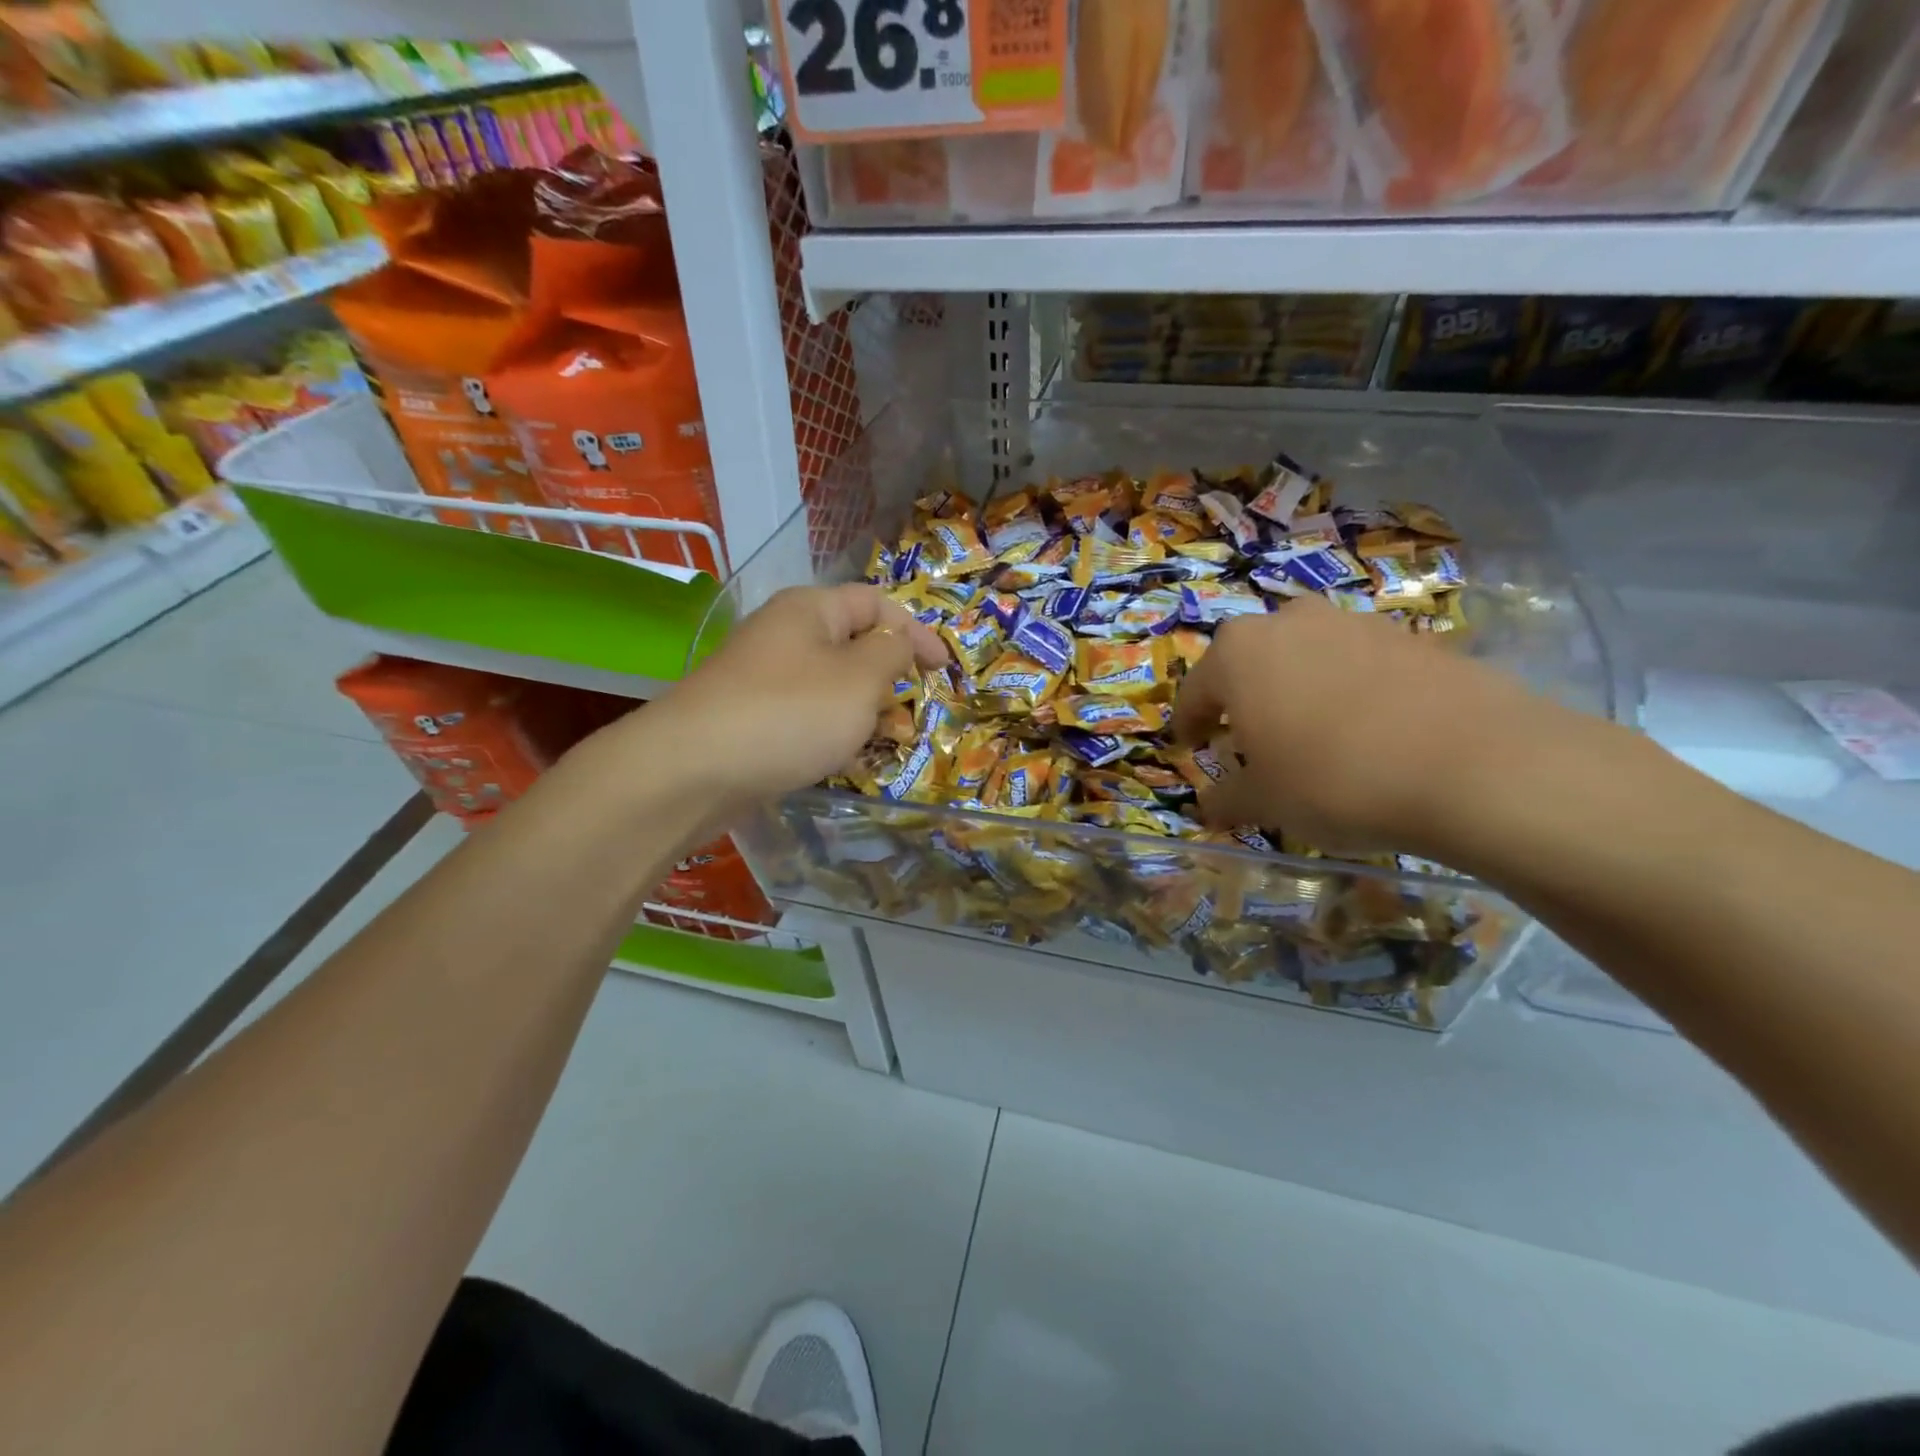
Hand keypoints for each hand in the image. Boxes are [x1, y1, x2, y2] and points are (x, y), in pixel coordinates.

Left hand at [634, 584, 947, 816]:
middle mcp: (784, 635)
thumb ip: (891, 653)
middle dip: (889, 675)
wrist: (692, 770)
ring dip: (864, 709)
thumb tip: (897, 641)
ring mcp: (763, 678)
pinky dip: (832, 731)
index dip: (915, 630)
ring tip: (885, 741)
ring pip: (830, 685)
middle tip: (912, 709)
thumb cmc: (789, 714)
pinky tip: (843, 759)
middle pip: (852, 643)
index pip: (876, 602)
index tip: (944, 669)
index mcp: (810, 610)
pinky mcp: (751, 717)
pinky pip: (805, 715)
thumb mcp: (859, 679)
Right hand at [1170, 596, 1585, 857]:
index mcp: (1238, 653)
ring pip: (1305, 658)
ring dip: (1296, 691)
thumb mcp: (1264, 802)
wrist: (1475, 765)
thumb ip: (1226, 799)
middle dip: (1243, 700)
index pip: (1196, 691)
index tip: (1188, 747)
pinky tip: (1367, 734)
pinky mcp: (1411, 637)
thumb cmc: (1334, 779)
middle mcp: (1289, 622)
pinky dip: (1347, 693)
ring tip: (1310, 737)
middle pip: (1250, 663)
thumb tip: (1209, 806)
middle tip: (1248, 741)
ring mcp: (1354, 623)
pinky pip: (1357, 665)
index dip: (1188, 725)